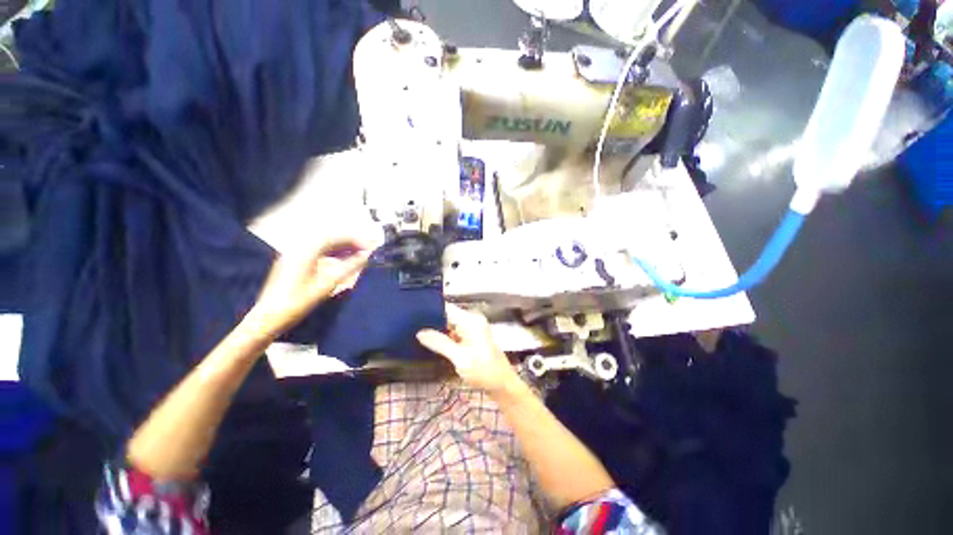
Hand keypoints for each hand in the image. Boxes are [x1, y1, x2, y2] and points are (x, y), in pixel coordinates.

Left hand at [244, 237, 372, 339]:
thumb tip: (367, 256)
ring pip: (324, 245)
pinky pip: (318, 253)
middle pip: (329, 238)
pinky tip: (342, 262)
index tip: (371, 246)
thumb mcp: (328, 284)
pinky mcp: (293, 264)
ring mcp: (294, 256)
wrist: (268, 318)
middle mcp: (299, 249)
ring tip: (359, 255)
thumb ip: (349, 267)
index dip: (355, 239)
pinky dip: (333, 255)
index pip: (335, 236)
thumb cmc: (298, 301)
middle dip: (350, 242)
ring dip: (342, 248)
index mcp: (306, 251)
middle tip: (367, 249)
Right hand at [416, 305, 522, 395]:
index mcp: (471, 320)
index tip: (412, 315)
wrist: (503, 385)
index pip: (446, 308)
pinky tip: (432, 342)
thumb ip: (440, 343)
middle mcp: (472, 320)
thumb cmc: (484, 371)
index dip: (430, 310)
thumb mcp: (460, 358)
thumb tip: (419, 332)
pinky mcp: (472, 337)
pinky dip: (445, 337)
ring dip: (437, 330)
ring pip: (450, 325)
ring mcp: (473, 328)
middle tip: (411, 327)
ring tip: (417, 334)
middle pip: (448, 315)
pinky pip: (455, 332)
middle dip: (432, 321)